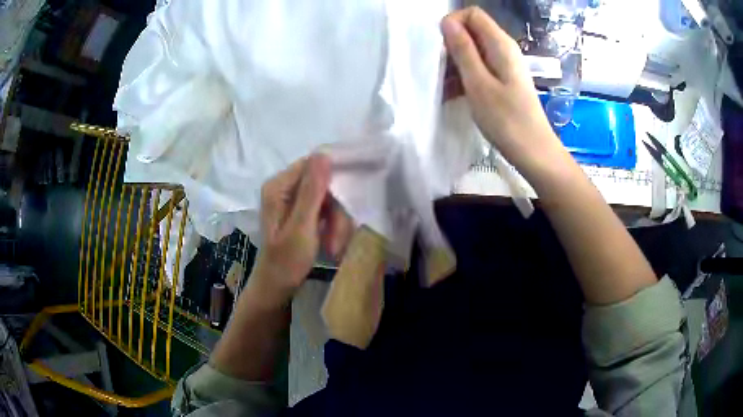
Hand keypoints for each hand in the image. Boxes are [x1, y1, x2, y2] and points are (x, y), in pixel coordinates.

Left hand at [250, 154, 351, 306]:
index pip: (312, 165)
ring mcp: (292, 200)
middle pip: (322, 184)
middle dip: (335, 211)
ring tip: (335, 246)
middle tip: (339, 237)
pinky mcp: (300, 212)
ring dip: (336, 222)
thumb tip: (323, 154)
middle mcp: (284, 188)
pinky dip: (331, 226)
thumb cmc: (286, 261)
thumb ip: (312, 191)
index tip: (350, 199)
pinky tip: (331, 243)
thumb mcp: (302, 227)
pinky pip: (324, 210)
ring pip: (327, 199)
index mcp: (278, 186)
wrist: (277, 287)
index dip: (334, 177)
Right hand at [440, 7, 565, 175]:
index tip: (442, 48)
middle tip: (441, 72)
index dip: (453, 24)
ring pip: (472, 51)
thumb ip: (463, 50)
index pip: (472, 14)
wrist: (533, 151)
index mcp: (500, 44)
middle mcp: (503, 49)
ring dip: (455, 65)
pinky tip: (452, 95)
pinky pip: (479, 67)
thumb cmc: (506, 119)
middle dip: (451, 46)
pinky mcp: (503, 80)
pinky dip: (464, 77)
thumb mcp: (478, 83)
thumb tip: (447, 22)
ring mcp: (504, 65)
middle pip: (471, 31)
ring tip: (443, 89)